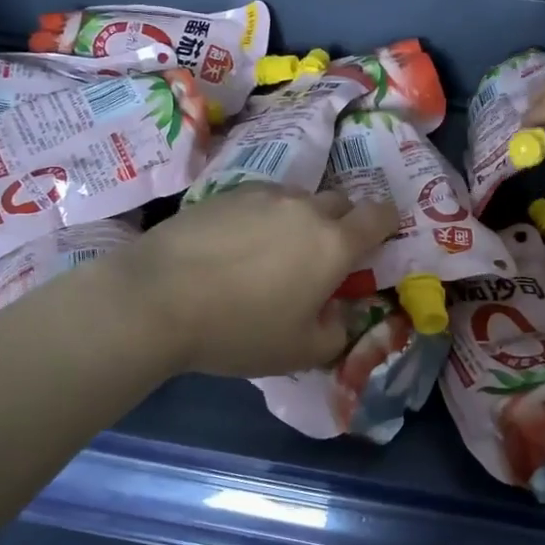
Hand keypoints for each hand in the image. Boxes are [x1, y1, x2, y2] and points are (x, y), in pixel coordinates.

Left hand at [115, 185, 398, 377]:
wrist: (157, 298)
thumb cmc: (239, 330)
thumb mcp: (301, 351)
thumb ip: (338, 331)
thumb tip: (340, 313)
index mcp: (334, 244)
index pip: (380, 215)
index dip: (387, 223)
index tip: (377, 240)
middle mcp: (305, 208)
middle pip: (340, 202)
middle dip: (342, 223)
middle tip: (321, 257)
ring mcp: (263, 195)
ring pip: (297, 200)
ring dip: (299, 220)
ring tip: (271, 253)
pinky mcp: (224, 193)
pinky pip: (260, 200)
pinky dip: (261, 218)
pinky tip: (234, 246)